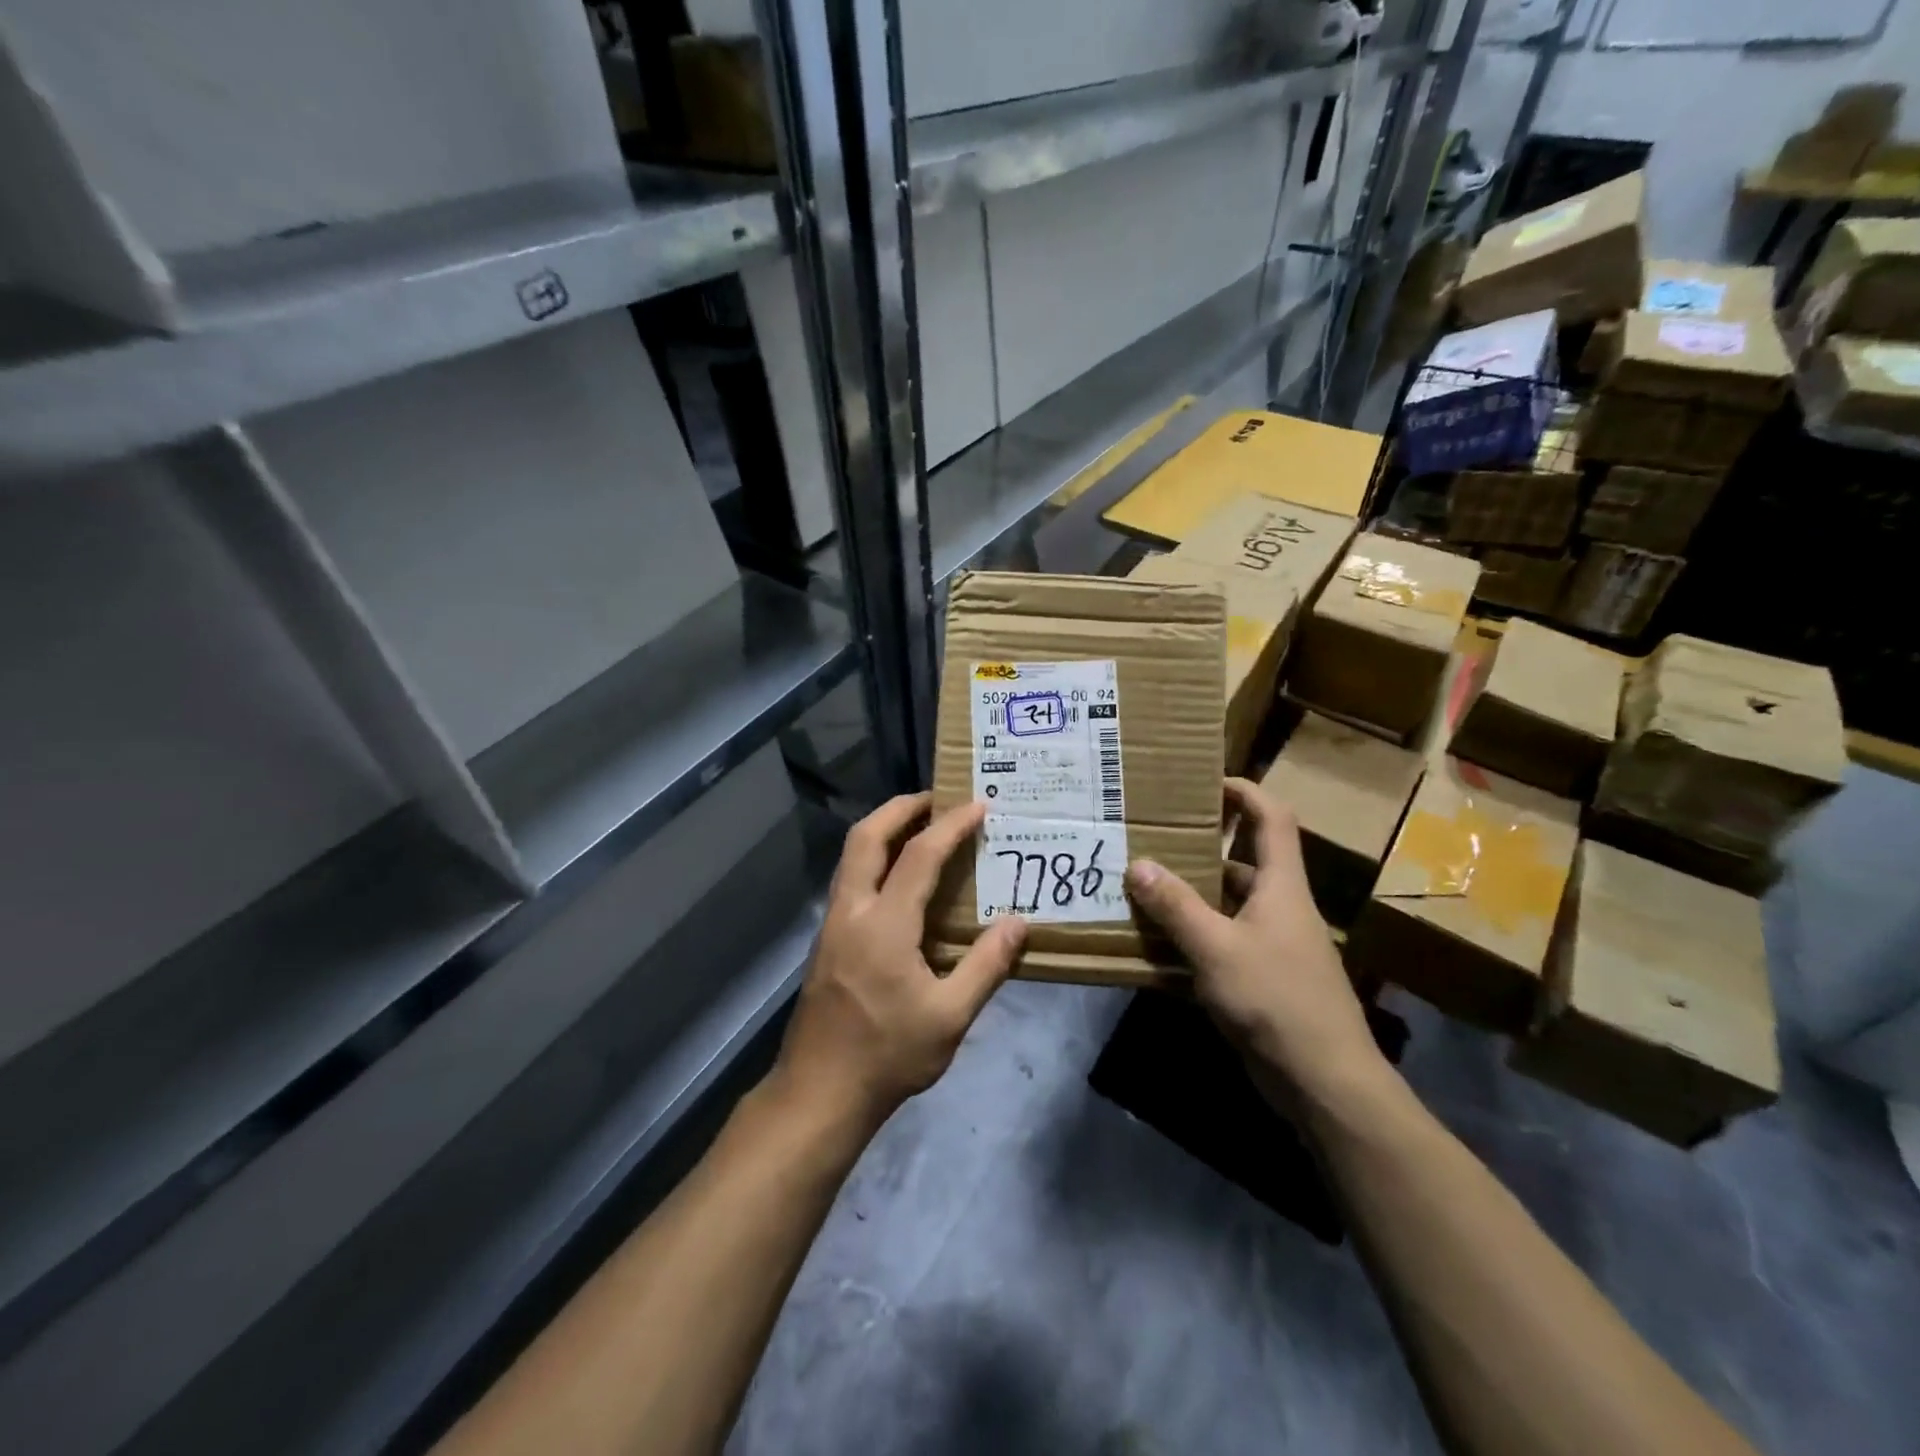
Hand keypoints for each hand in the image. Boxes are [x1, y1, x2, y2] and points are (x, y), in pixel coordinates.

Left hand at [774, 794, 1025, 1128]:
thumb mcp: (950, 1017)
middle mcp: (852, 912)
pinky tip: (898, 878)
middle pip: (866, 837)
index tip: (978, 806)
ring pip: (851, 856)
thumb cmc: (888, 1055)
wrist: (819, 1092)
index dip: (951, 826)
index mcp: (885, 925)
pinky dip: (875, 858)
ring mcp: (832, 924)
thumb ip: (986, 966)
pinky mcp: (826, 941)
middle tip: (936, 799)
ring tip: (920, 826)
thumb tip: (1019, 923)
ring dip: (883, 830)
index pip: (920, 856)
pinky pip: (850, 879)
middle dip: (900, 808)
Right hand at [1125, 778, 1388, 1108]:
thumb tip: (1138, 864)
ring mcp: (1272, 946)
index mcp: (1281, 886)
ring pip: (1227, 906)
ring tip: (1142, 889)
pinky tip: (1155, 946)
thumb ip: (1176, 906)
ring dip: (1190, 897)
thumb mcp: (1217, 948)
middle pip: (1242, 862)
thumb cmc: (1276, 999)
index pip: (1272, 819)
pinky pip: (1220, 943)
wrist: (1324, 1082)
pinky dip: (1192, 938)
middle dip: (1201, 849)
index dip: (1246, 792)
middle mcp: (1279, 908)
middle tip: (1153, 840)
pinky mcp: (1261, 979)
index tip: (1208, 781)